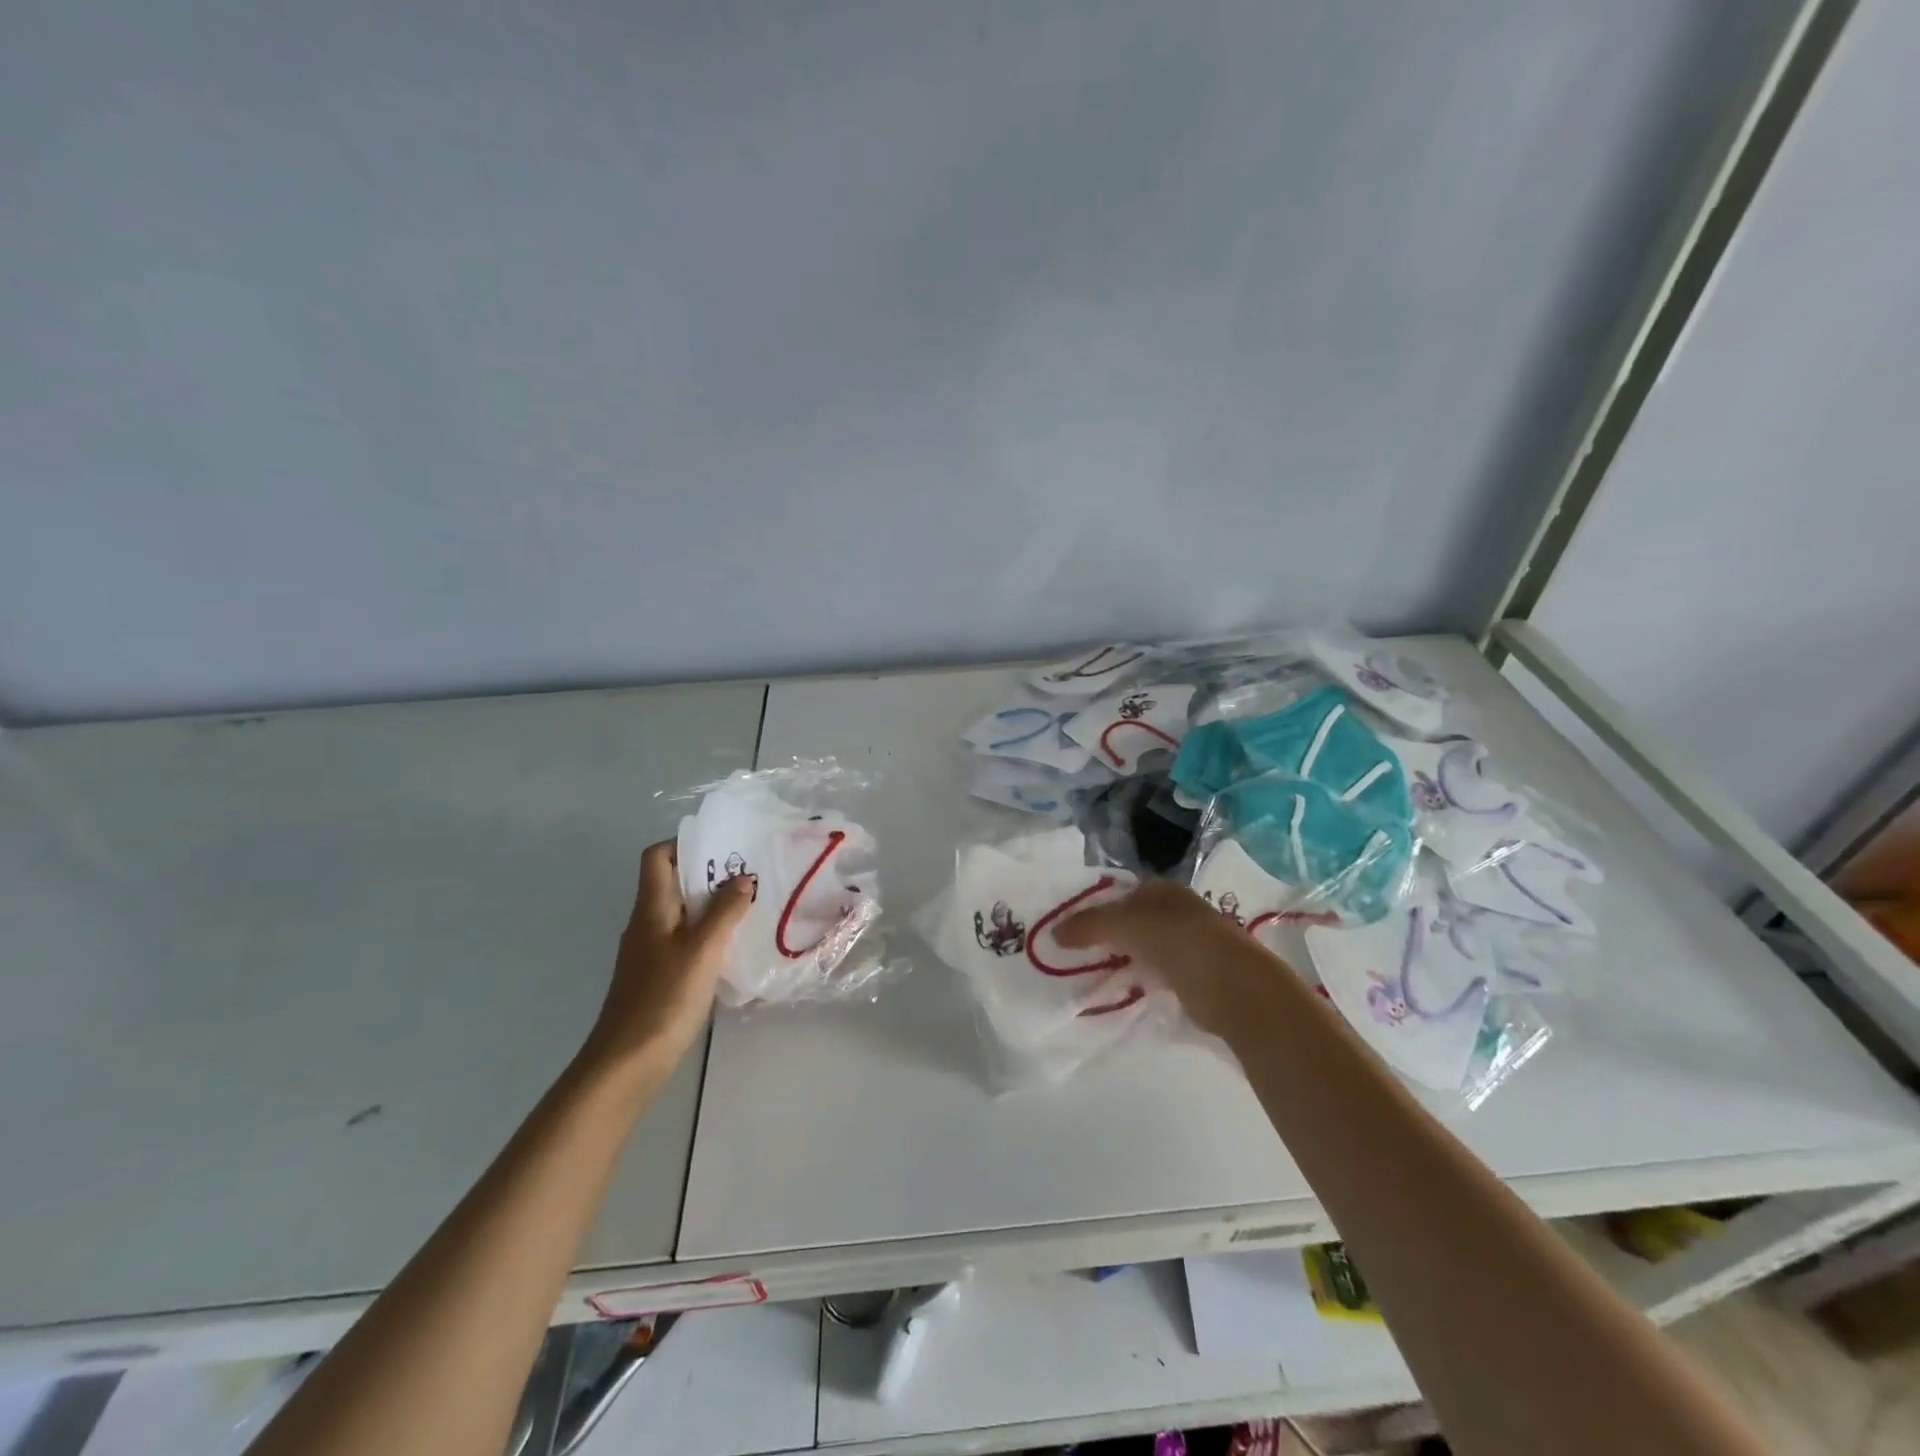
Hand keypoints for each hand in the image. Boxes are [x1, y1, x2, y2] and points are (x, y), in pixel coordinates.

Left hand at [584, 840, 754, 1069]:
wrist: (627, 1063)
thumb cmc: (664, 998)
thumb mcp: (702, 950)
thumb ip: (724, 911)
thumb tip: (743, 877)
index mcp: (650, 909)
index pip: (656, 857)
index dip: (685, 845)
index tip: (722, 848)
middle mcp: (646, 924)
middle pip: (672, 883)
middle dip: (709, 875)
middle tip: (749, 876)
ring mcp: (650, 952)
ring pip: (682, 913)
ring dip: (712, 906)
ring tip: (750, 907)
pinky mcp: (658, 976)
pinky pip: (685, 940)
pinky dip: (708, 935)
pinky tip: (733, 947)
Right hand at [1055, 879, 1284, 1038]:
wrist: (1231, 984)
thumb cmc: (1176, 940)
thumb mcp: (1123, 924)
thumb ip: (1087, 925)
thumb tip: (1053, 932)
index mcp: (1162, 889)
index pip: (1119, 894)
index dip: (1094, 908)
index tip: (1069, 929)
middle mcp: (1176, 910)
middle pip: (1131, 921)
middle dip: (1106, 936)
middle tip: (1075, 954)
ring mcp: (1188, 943)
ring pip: (1143, 948)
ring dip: (1122, 959)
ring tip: (1091, 975)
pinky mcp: (1194, 975)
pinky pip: (1156, 973)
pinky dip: (1139, 979)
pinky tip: (1123, 989)